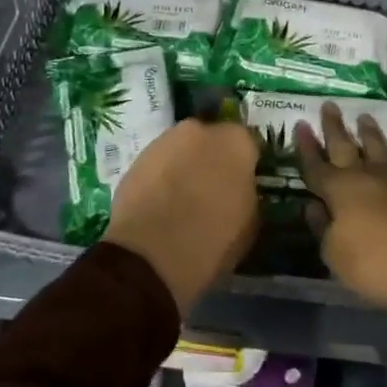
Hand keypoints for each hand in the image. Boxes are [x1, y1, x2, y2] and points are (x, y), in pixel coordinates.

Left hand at [104, 117, 259, 315]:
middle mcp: (201, 130)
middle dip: (214, 160)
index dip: (246, 166)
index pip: (249, 145)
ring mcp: (165, 141)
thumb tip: (240, 190)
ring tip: (183, 201)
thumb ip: (248, 194)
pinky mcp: (136, 158)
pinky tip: (161, 205)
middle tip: (213, 191)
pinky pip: (159, 165)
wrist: (150, 255)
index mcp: (236, 142)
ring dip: (186, 166)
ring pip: (183, 150)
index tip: (243, 186)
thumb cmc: (211, 240)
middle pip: (213, 141)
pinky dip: (162, 178)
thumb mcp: (249, 224)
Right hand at [296, 103, 386, 318]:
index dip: (306, 147)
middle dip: (335, 127)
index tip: (300, 124)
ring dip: (370, 134)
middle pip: (345, 146)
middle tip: (330, 105)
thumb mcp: (336, 256)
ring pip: (378, 149)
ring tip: (365, 117)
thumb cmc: (379, 261)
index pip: (316, 166)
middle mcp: (365, 177)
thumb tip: (312, 207)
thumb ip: (322, 229)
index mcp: (339, 190)